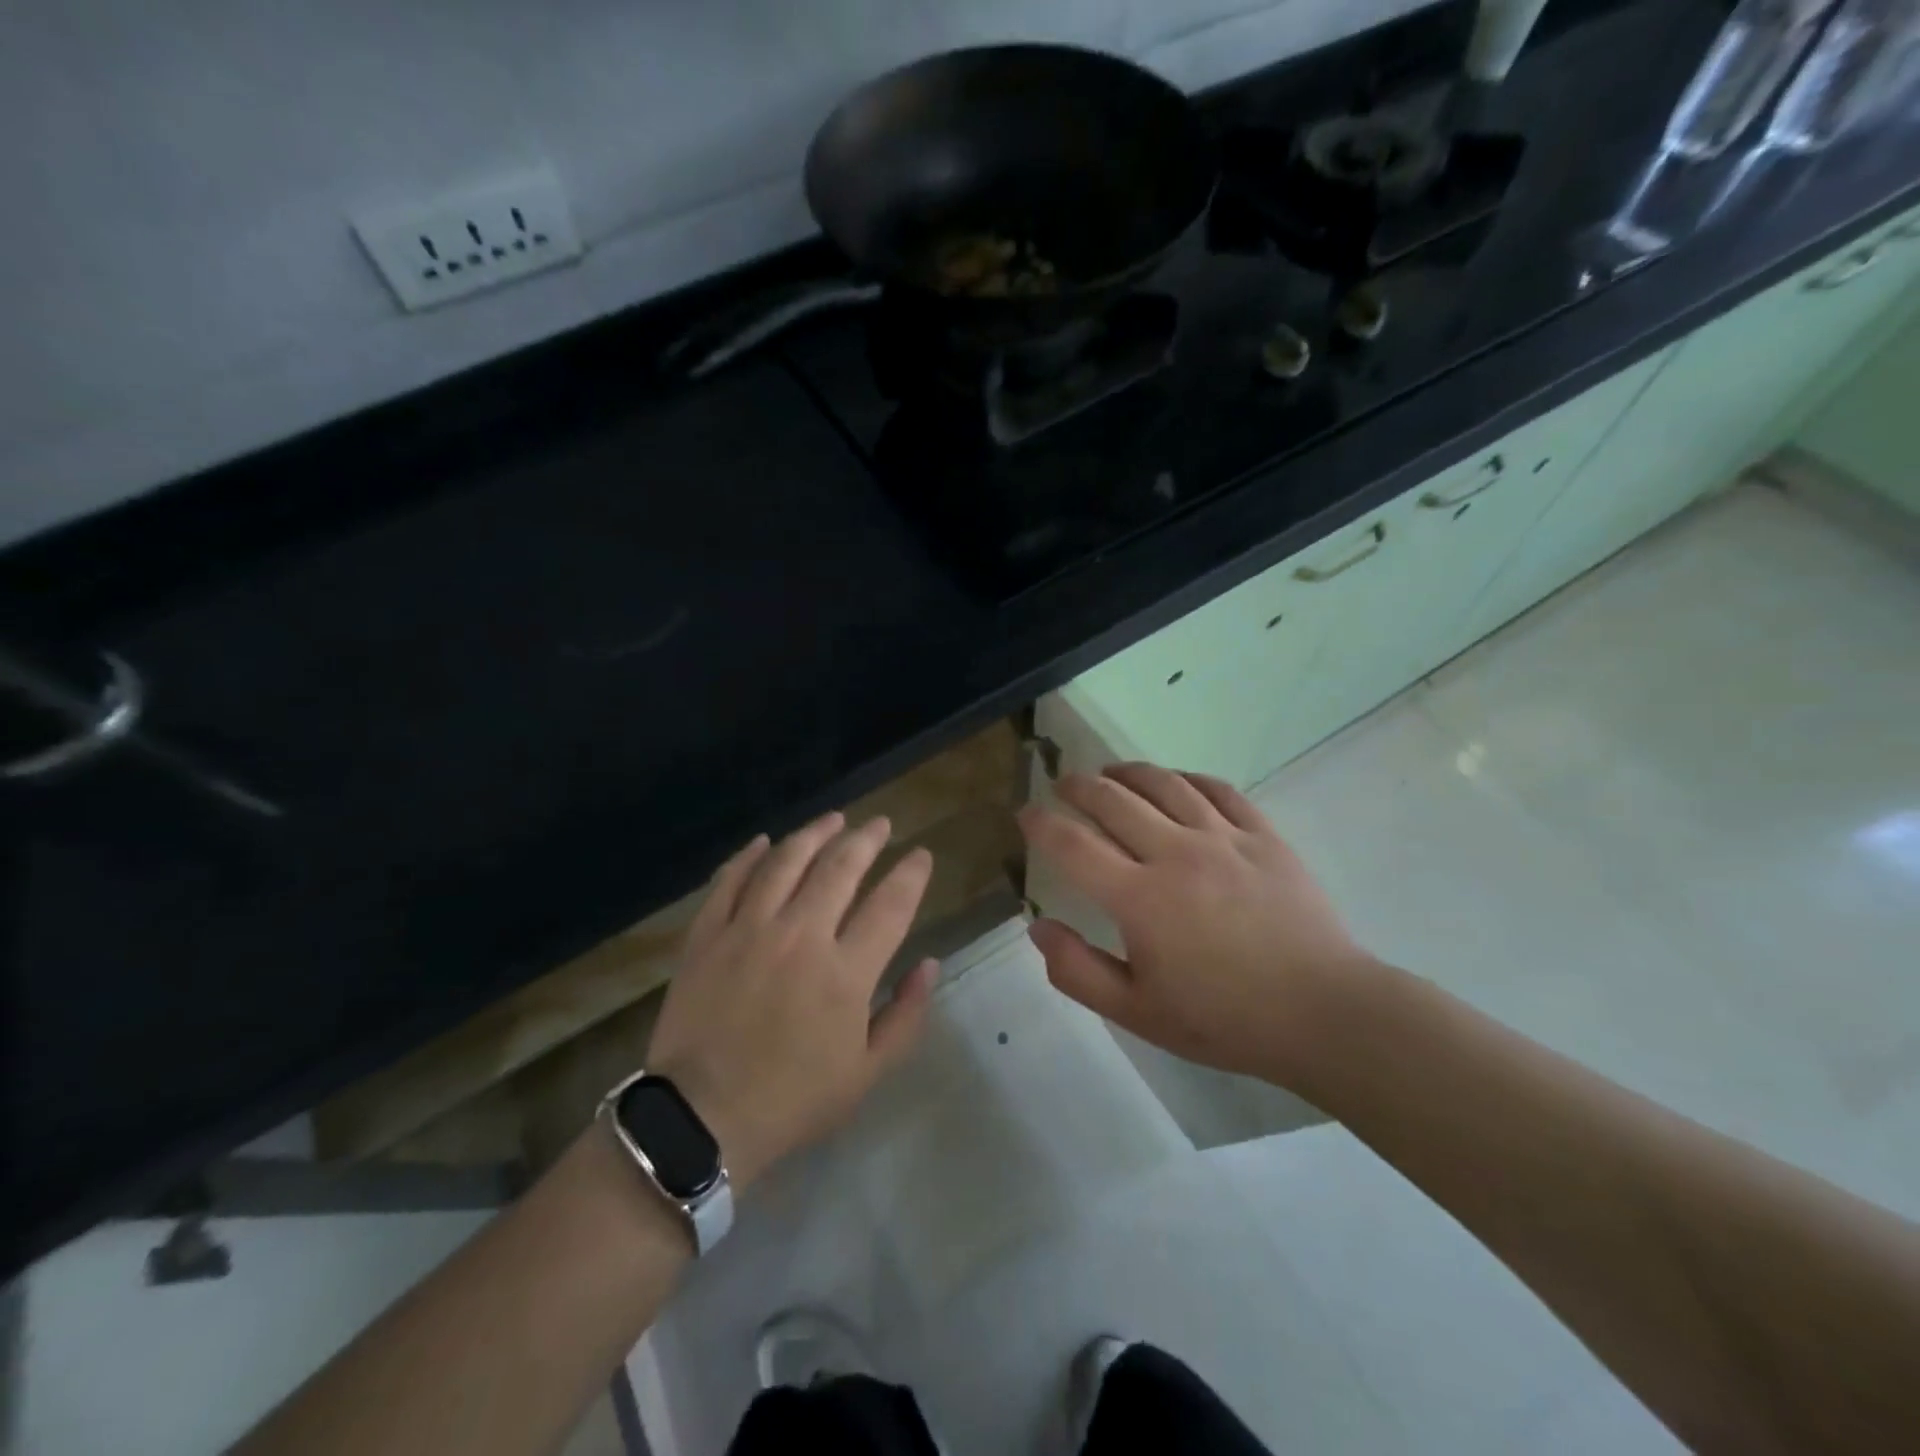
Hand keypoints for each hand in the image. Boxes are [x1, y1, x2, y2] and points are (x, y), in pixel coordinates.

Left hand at [645, 813, 937, 1190]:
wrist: (701, 1121)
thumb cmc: (793, 1100)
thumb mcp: (867, 1073)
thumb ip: (905, 1015)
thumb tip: (930, 963)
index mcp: (846, 972)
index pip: (890, 904)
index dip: (911, 874)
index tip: (921, 855)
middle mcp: (801, 936)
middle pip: (840, 867)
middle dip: (866, 839)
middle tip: (879, 825)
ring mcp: (749, 930)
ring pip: (786, 861)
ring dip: (814, 834)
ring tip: (833, 819)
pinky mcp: (707, 935)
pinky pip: (730, 880)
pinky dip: (749, 855)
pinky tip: (764, 842)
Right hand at [1017, 763, 1375, 1089]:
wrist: (1323, 1013)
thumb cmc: (1224, 1019)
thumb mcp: (1137, 1013)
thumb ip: (1077, 971)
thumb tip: (1038, 927)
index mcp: (1140, 898)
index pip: (1073, 845)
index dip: (1041, 824)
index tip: (1025, 813)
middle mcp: (1176, 854)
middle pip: (1113, 800)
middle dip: (1078, 786)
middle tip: (1062, 784)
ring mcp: (1224, 839)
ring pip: (1164, 784)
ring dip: (1127, 772)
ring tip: (1109, 771)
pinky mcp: (1263, 836)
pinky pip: (1217, 790)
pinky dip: (1186, 778)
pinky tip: (1175, 781)